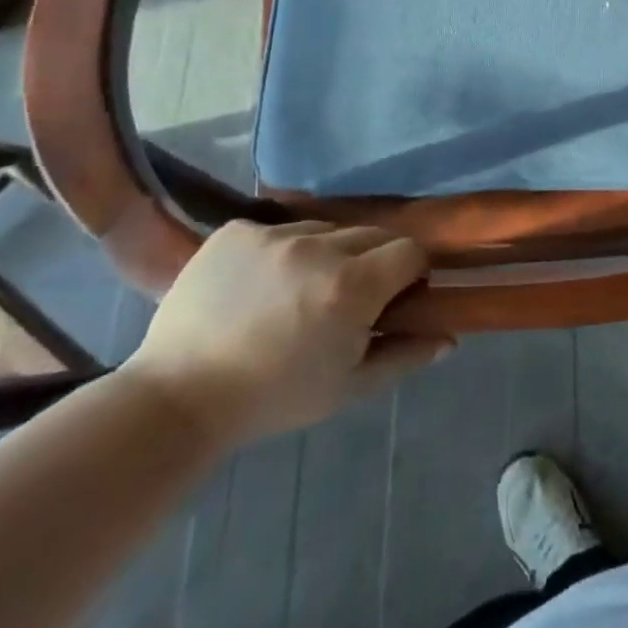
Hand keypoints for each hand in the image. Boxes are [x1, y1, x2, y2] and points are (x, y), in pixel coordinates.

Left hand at [123, 221, 452, 445]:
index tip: (397, 296)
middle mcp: (320, 247)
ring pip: (327, 229)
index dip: (411, 272)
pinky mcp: (237, 230)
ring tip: (300, 291)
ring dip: (328, 253)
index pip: (411, 251)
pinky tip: (262, 284)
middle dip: (374, 262)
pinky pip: (280, 229)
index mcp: (353, 286)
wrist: (178, 397)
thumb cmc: (274, 398)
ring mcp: (274, 234)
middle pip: (373, 235)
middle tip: (349, 299)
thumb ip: (405, 356)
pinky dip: (283, 251)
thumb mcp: (349, 387)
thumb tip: (449, 338)